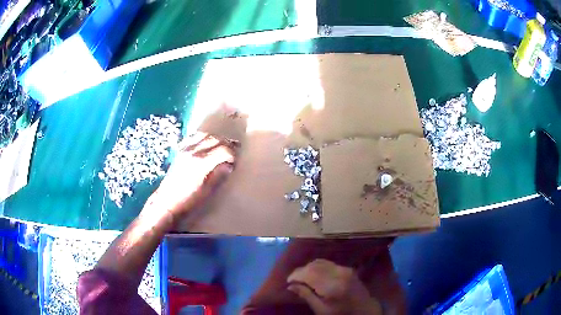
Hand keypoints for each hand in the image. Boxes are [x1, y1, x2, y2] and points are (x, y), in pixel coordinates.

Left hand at [148, 132, 236, 217]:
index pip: (223, 150)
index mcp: (201, 163)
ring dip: (216, 138)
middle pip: (215, 139)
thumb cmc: (188, 201)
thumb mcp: (207, 191)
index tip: (236, 161)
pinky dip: (202, 137)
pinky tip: (206, 143)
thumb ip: (219, 175)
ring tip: (222, 145)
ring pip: (204, 135)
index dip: (232, 154)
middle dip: (227, 144)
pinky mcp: (180, 151)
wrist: (167, 202)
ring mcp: (185, 149)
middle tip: (234, 151)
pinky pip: (193, 137)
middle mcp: (193, 151)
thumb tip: (228, 165)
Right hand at [287, 259, 382, 314]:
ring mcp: (345, 269)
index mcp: (332, 287)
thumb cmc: (341, 313)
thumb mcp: (321, 310)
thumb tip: (290, 286)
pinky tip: (313, 274)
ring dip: (308, 268)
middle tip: (292, 280)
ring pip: (320, 262)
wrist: (364, 309)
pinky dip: (317, 266)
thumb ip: (306, 296)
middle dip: (300, 271)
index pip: (309, 274)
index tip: (288, 281)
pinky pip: (328, 263)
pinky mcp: (347, 268)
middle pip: (314, 266)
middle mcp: (339, 274)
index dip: (296, 275)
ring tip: (301, 277)